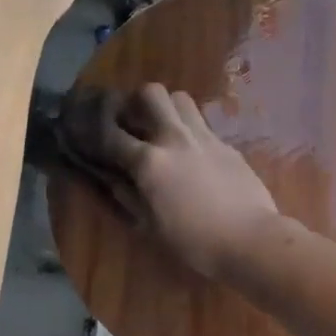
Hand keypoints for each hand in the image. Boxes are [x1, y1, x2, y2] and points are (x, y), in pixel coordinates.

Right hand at [79, 84, 281, 280]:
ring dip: (167, 108)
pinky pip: (203, 124)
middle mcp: (175, 139)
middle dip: (137, 101)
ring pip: (181, 98)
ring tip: (164, 128)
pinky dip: (191, 129)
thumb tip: (113, 180)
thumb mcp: (152, 226)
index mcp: (150, 162)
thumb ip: (129, 197)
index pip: (111, 134)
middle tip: (134, 121)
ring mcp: (205, 138)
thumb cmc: (195, 242)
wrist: (251, 239)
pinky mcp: (227, 144)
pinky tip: (193, 152)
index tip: (85, 126)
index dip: (93, 127)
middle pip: (152, 93)